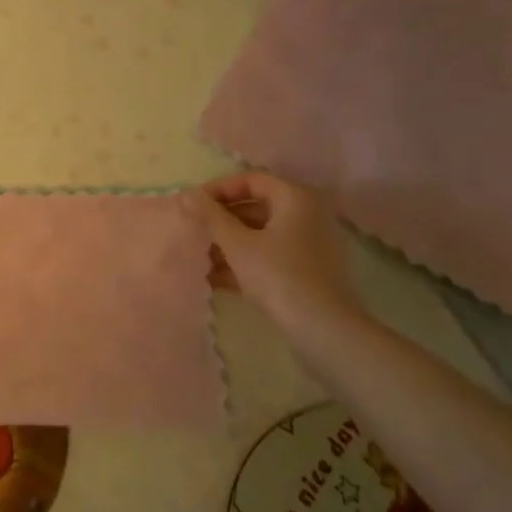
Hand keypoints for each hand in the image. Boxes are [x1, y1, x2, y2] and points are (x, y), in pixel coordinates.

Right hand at [194, 172, 355, 328]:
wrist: (325, 332)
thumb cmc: (279, 276)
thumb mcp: (238, 244)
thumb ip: (211, 217)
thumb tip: (186, 193)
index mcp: (295, 198)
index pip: (251, 180)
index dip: (218, 189)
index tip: (192, 205)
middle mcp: (307, 214)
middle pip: (256, 207)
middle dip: (221, 220)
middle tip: (193, 231)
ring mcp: (310, 244)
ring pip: (262, 234)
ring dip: (230, 244)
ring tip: (199, 258)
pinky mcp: (309, 271)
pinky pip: (271, 255)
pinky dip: (246, 262)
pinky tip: (217, 279)